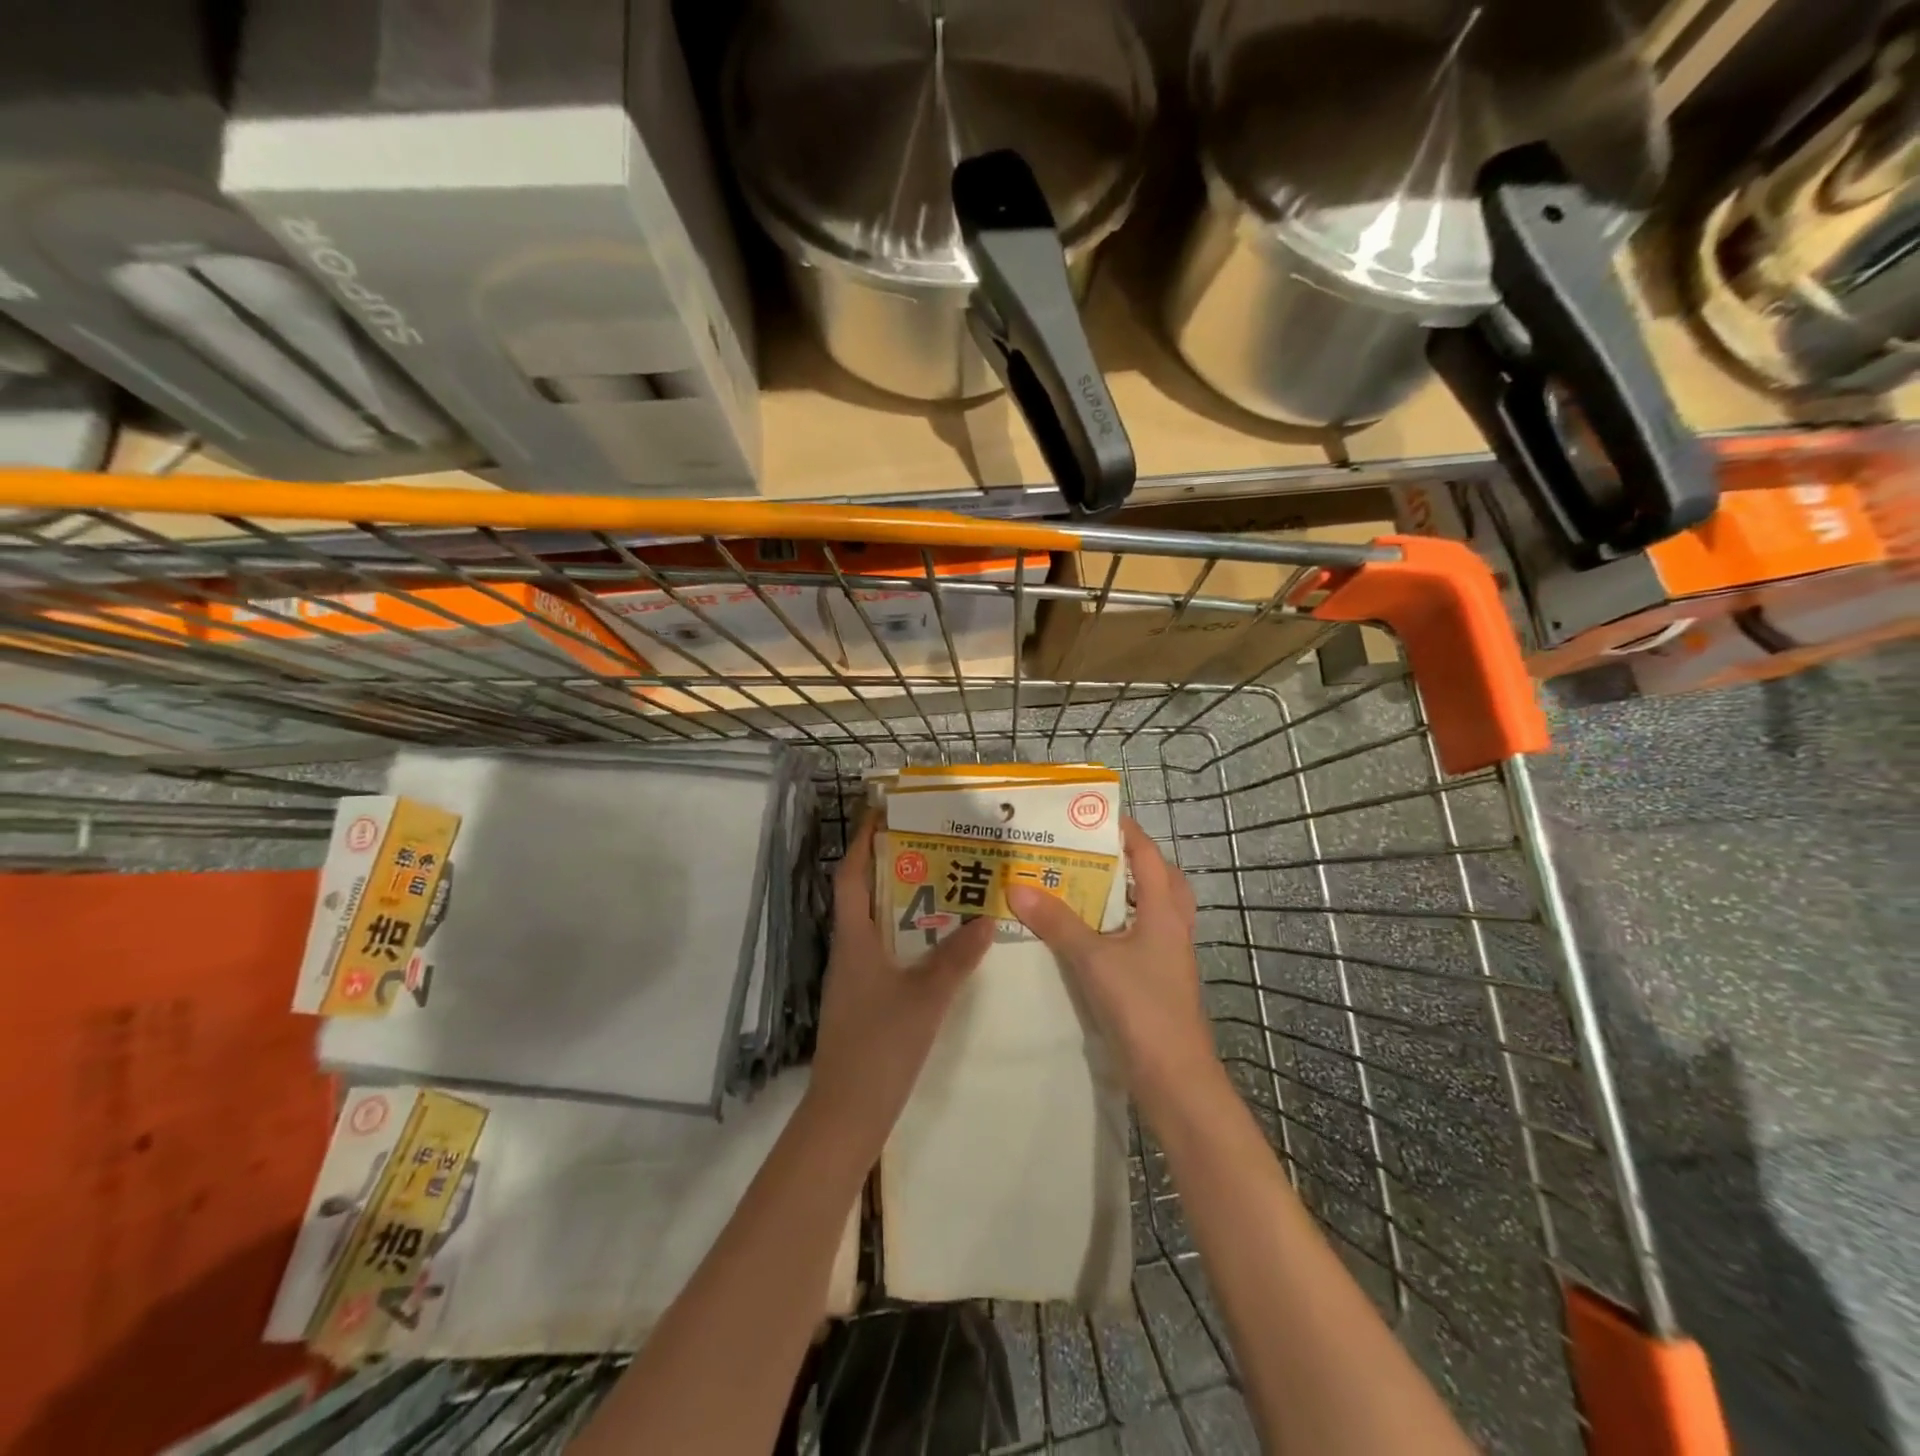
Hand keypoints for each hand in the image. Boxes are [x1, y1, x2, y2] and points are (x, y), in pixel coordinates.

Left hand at [809, 813, 994, 1143]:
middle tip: (930, 842)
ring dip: (902, 900)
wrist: (848, 1113)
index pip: (850, 875)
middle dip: (890, 864)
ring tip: (941, 883)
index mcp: (854, 940)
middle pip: (864, 894)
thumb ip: (956, 958)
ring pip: (876, 924)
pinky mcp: (865, 999)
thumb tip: (986, 917)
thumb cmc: (880, 1047)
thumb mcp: (926, 998)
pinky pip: (885, 951)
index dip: (862, 841)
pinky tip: (937, 942)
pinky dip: (907, 936)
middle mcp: (849, 950)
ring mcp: (855, 977)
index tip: (882, 812)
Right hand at [1006, 818, 1220, 1118]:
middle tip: (1089, 851)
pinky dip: (1118, 926)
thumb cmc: (1141, 1007)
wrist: (1174, 1078)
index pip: (1148, 856)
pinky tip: (1088, 935)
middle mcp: (1172, 927)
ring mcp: (1168, 956)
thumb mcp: (1093, 959)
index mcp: (1164, 911)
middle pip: (1159, 879)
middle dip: (1130, 860)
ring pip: (1152, 910)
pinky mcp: (1158, 981)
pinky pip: (1140, 938)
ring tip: (1083, 886)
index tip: (1093, 814)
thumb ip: (1056, 922)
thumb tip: (1016, 885)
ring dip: (1124, 894)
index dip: (1126, 831)